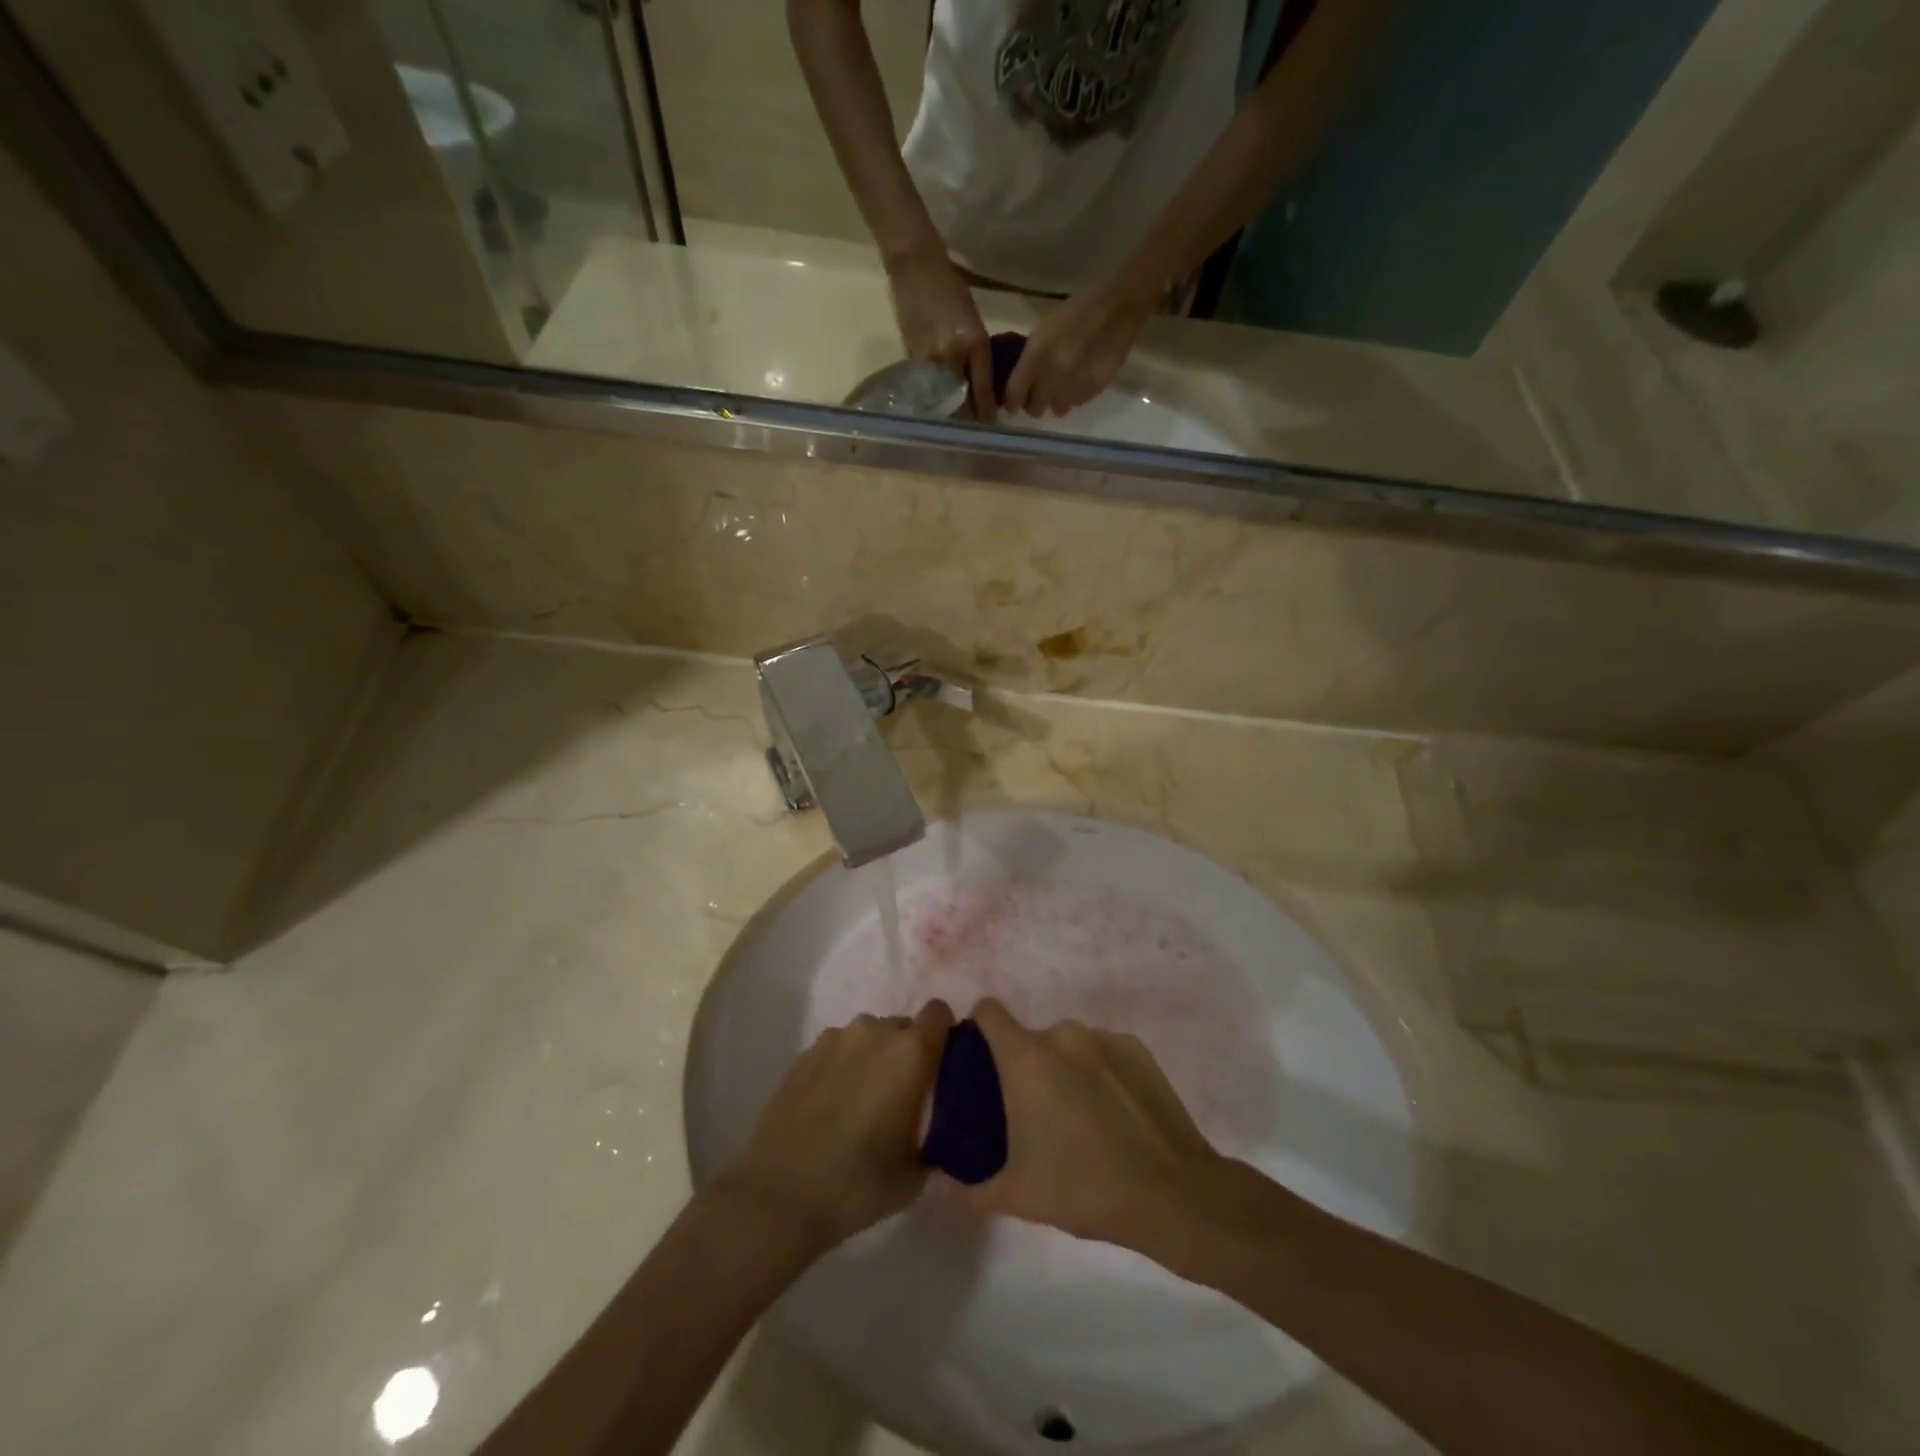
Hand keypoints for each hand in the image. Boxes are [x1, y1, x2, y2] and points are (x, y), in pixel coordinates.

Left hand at [718, 1001, 955, 1252]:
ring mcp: (834, 1038)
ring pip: (867, 1037)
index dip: (943, 1036)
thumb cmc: (859, 1183)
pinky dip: (842, 1068)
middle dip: (907, 1053)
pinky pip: (837, 1050)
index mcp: (910, 1051)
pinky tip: (830, 1106)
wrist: (779, 1196)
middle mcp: (874, 1031)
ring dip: (873, 1059)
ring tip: (861, 1102)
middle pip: (902, 1027)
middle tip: (901, 1096)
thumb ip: (935, 1136)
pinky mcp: (803, 1053)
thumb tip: (938, 1131)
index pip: (940, 1013)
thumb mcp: (917, 1173)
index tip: (940, 1068)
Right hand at [887, 249, 995, 421]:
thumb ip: (977, 352)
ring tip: (956, 415)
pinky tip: (938, 399)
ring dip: (950, 409)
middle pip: (962, 400)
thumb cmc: (951, 287)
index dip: (986, 410)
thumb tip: (980, 382)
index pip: (983, 389)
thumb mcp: (973, 320)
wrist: (916, 266)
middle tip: (974, 423)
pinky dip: (934, 395)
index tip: (990, 423)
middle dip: (969, 414)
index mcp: (974, 343)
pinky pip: (927, 386)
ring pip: (943, 398)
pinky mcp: (912, 357)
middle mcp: (953, 356)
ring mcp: (931, 359)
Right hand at [964, 999, 1220, 1249]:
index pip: (989, 1011)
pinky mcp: (1138, 1049)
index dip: (979, 1028)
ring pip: (1069, 1046)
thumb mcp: (1018, 1196)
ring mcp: (1104, 1038)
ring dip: (1065, 1070)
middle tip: (1033, 1113)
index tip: (981, 1062)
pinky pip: (1104, 1053)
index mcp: (1026, 1057)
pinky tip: (1114, 1115)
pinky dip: (1100, 1073)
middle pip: (1031, 1037)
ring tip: (1079, 1117)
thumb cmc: (1084, 1187)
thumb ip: (974, 1189)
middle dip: (1027, 1067)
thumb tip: (952, 1189)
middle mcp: (1063, 1034)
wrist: (1172, 1194)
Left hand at [1003, 275, 1158, 417]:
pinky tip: (1079, 380)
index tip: (1011, 405)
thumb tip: (1021, 382)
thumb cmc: (1078, 310)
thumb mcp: (1045, 328)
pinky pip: (1076, 404)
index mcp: (1038, 353)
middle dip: (1033, 403)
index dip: (1011, 402)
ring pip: (1057, 409)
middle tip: (1038, 395)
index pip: (1015, 392)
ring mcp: (1076, 383)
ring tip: (1061, 387)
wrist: (1120, 306)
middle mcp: (1054, 373)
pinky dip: (1074, 396)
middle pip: (1035, 408)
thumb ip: (1030, 357)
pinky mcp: (1094, 389)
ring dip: (1055, 401)